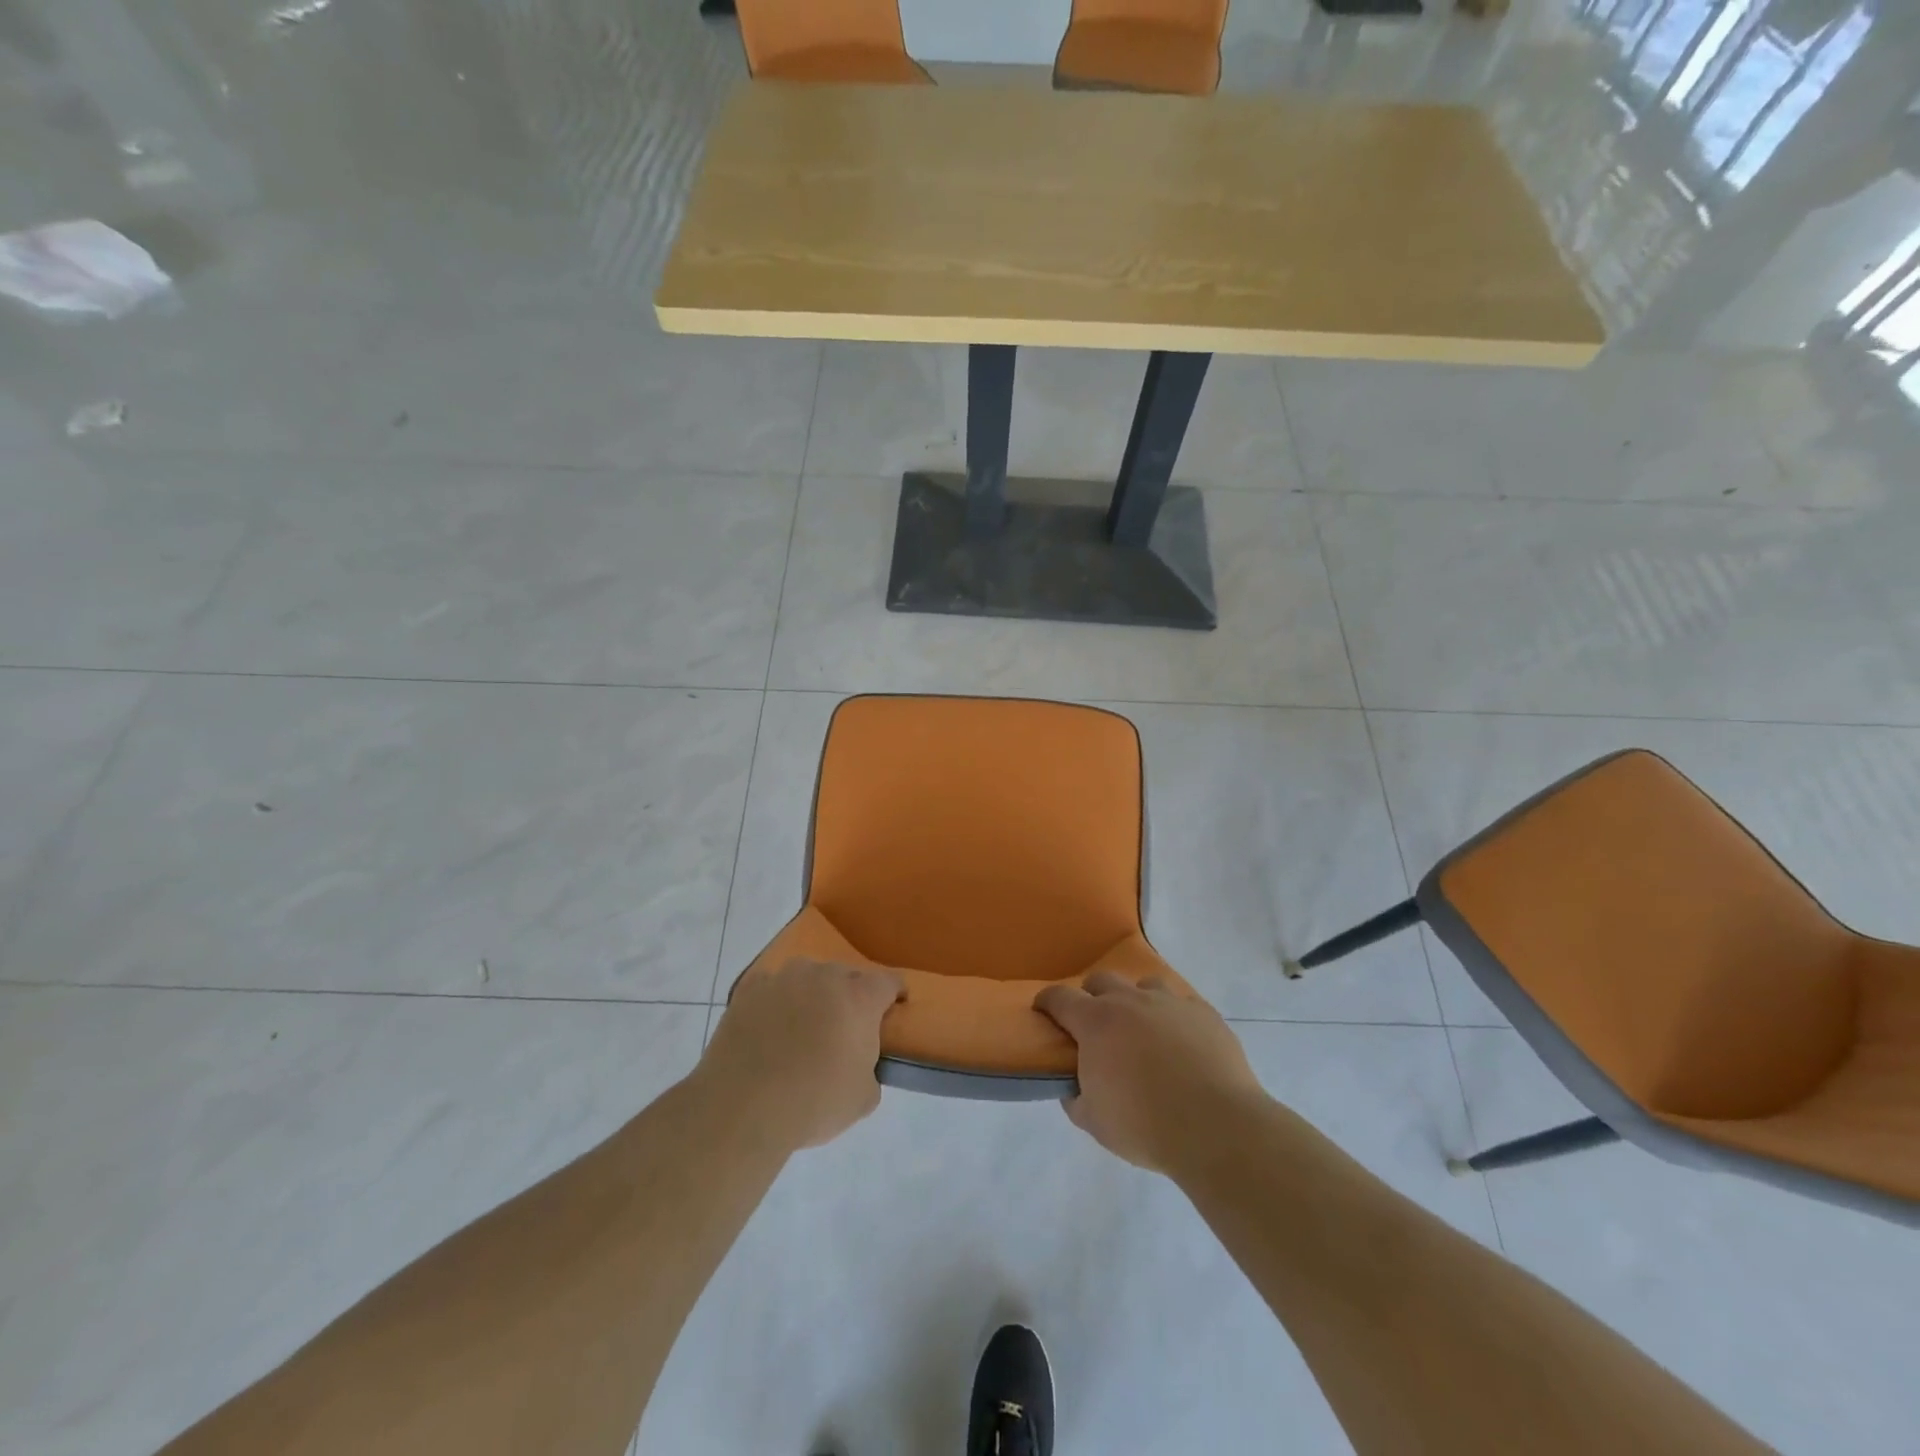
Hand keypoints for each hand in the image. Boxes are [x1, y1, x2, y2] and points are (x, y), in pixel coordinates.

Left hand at [699, 958, 903, 1149]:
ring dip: (812, 995)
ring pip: (808, 977)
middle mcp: (823, 976)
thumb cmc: (813, 1102)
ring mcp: (783, 978)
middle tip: (845, 1028)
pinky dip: (776, 1003)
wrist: (741, 1107)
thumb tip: (860, 1066)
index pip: (888, 981)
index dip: (894, 994)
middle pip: (847, 976)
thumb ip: (870, 1071)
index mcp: (859, 997)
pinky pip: (772, 988)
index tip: (894, 1008)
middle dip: (851, 996)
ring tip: (802, 1026)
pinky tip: (768, 1029)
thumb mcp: (863, 1099)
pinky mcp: (748, 989)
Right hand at [1035, 971, 1265, 1174]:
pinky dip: (1174, 1018)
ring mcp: (1170, 1002)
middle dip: (1091, 996)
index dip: (1047, 1002)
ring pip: (1145, 985)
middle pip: (1101, 980)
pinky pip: (1182, 1004)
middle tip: (1095, 1025)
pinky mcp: (1204, 1013)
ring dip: (1136, 1001)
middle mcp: (1130, 1001)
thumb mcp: (1094, 1122)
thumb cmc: (1145, 1125)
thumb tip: (1073, 1087)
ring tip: (1143, 1030)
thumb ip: (1075, 1098)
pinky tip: (1182, 1043)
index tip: (1043, 1011)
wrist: (1216, 1127)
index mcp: (1096, 1022)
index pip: (1060, 998)